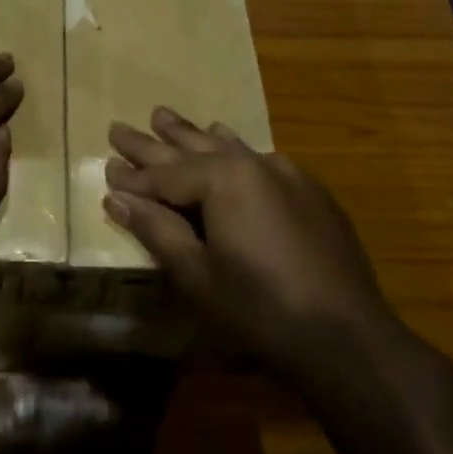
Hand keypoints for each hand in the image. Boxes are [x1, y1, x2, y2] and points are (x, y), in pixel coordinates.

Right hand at [103, 107, 390, 370]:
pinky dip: (233, 151)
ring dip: (192, 135)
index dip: (132, 177)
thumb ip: (156, 228)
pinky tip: (227, 141)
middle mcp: (254, 162)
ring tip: (165, 117)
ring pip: (227, 145)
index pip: (164, 175)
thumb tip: (117, 198)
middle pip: (191, 149)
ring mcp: (287, 173)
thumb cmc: (259, 308)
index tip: (106, 166)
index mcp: (223, 178)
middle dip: (153, 141)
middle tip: (120, 127)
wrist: (346, 336)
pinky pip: (259, 159)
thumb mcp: (197, 273)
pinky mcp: (309, 191)